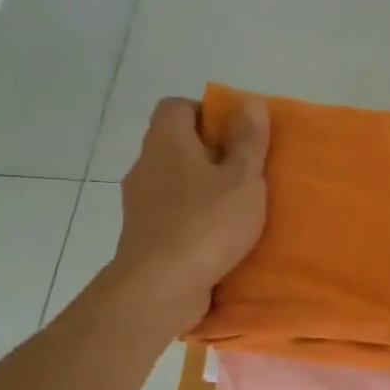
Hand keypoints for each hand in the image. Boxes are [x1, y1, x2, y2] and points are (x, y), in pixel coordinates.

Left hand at [104, 96, 269, 335]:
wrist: (161, 286)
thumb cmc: (206, 224)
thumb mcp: (243, 180)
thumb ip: (248, 142)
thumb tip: (250, 103)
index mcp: (167, 141)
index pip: (178, 106)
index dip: (208, 114)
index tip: (237, 138)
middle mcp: (146, 165)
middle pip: (177, 146)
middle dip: (210, 157)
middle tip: (245, 176)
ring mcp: (140, 204)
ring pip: (174, 184)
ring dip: (202, 193)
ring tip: (236, 212)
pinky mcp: (143, 237)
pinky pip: (172, 217)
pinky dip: (192, 221)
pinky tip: (218, 240)